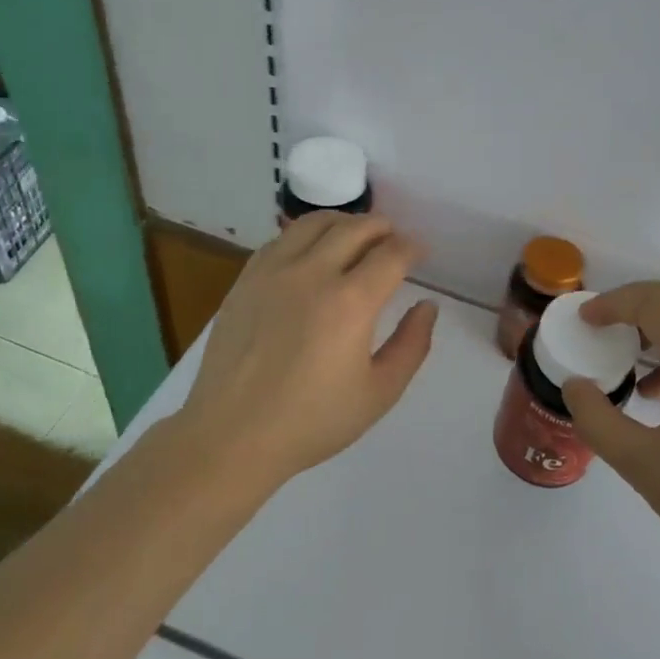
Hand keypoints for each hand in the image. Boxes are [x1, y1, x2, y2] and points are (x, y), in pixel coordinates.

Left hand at [176, 213, 438, 485]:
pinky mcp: (246, 279)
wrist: (233, 435)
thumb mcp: (379, 393)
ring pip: (316, 223)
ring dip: (344, 223)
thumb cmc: (312, 421)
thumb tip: (427, 306)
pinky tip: (311, 254)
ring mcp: (274, 271)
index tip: (419, 255)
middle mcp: (313, 273)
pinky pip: (282, 239)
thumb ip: (412, 345)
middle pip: (356, 228)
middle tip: (393, 241)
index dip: (412, 248)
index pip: (392, 253)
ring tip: (355, 237)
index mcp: (351, 302)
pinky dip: (307, 235)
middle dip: (383, 229)